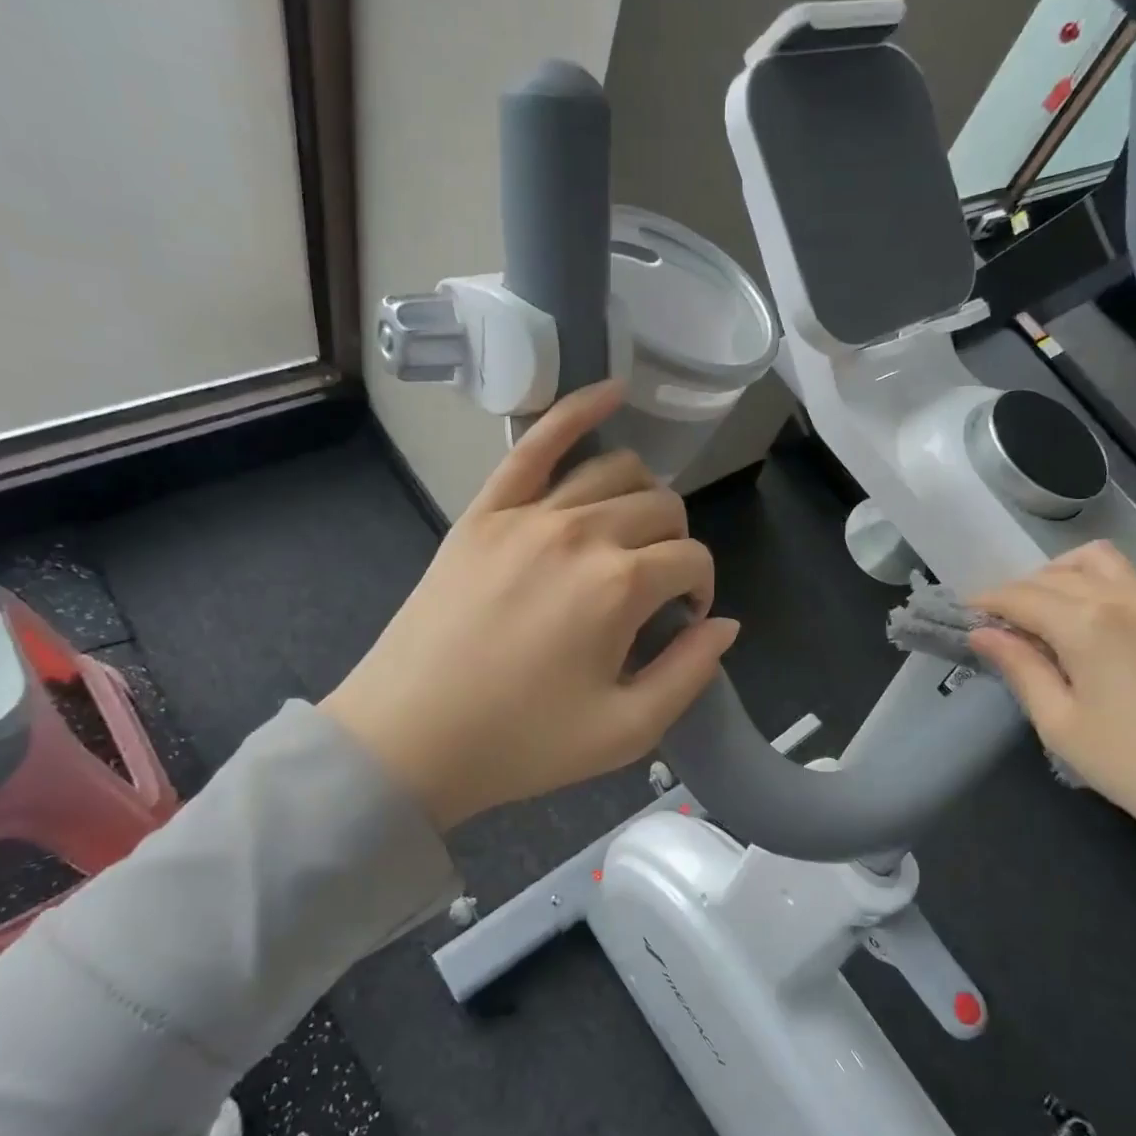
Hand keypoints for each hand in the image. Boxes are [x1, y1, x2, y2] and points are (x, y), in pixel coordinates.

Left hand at [321, 383, 737, 830]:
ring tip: (635, 531)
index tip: (683, 620)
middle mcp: (583, 533)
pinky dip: (580, 409)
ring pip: (617, 471)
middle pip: (662, 509)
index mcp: (621, 587)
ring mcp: (529, 513)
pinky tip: (613, 392)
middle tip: (657, 587)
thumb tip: (726, 624)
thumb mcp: (626, 732)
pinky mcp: (486, 510)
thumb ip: (690, 673)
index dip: (701, 590)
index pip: (692, 560)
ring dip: (644, 495)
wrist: (409, 739)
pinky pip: (537, 441)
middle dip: (676, 544)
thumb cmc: (522, 744)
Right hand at [969, 542, 1135, 931]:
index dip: (985, 603)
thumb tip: (983, 633)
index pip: (1020, 596)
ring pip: (1096, 564)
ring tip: (1037, 616)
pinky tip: (1078, 627)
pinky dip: (1089, 587)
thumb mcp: (1060, 724)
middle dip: (1015, 592)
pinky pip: (1122, 583)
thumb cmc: (1135, 766)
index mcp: (1086, 622)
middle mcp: (1122, 600)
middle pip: (1054, 575)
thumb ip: (1020, 668)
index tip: (959, 617)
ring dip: (1057, 577)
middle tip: (992, 626)